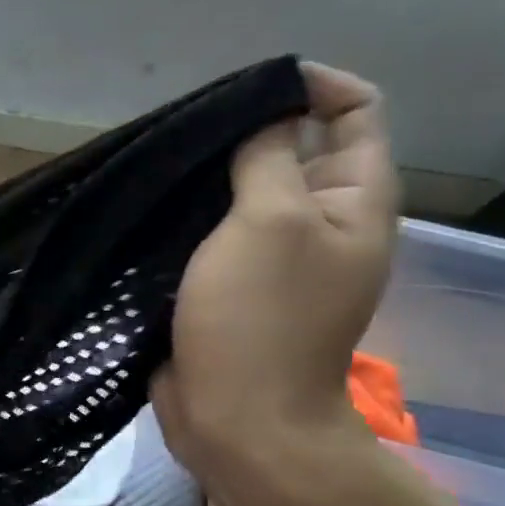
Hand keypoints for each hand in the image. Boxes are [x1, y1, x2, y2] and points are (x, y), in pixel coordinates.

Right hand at [151, 62, 399, 493]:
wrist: (238, 420)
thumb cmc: (260, 319)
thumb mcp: (269, 222)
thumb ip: (269, 157)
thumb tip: (264, 115)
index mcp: (353, 200)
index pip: (353, 111)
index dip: (308, 86)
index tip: (243, 91)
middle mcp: (320, 222)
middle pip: (292, 149)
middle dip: (244, 132)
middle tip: (185, 134)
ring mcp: (274, 258)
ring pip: (244, 193)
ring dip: (208, 177)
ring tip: (159, 167)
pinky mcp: (231, 286)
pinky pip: (214, 235)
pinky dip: (189, 217)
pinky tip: (151, 211)